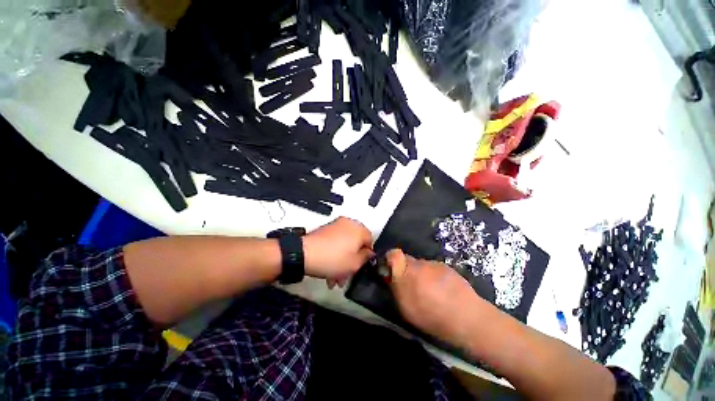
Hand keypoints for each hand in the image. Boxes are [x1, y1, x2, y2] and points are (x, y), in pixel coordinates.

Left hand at [303, 217, 373, 287]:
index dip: (367, 255)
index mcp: (359, 229)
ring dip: (343, 259)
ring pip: (345, 244)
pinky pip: (336, 241)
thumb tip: (369, 253)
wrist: (305, 253)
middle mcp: (349, 223)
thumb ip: (366, 257)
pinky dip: (335, 252)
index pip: (370, 240)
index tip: (360, 265)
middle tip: (347, 274)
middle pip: (356, 243)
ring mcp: (336, 225)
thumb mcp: (354, 264)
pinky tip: (329, 268)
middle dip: (353, 259)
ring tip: (335, 276)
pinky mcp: (326, 229)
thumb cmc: (332, 259)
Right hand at [387, 249, 484, 345]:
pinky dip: (434, 276)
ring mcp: (434, 264)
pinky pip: (434, 269)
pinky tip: (442, 291)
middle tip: (412, 286)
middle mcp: (419, 264)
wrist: (467, 317)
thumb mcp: (406, 309)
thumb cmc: (432, 317)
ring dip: (421, 274)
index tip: (392, 271)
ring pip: (421, 265)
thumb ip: (396, 289)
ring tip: (430, 291)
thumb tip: (391, 278)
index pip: (393, 254)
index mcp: (406, 273)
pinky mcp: (447, 267)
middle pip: (407, 260)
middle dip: (406, 270)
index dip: (390, 259)